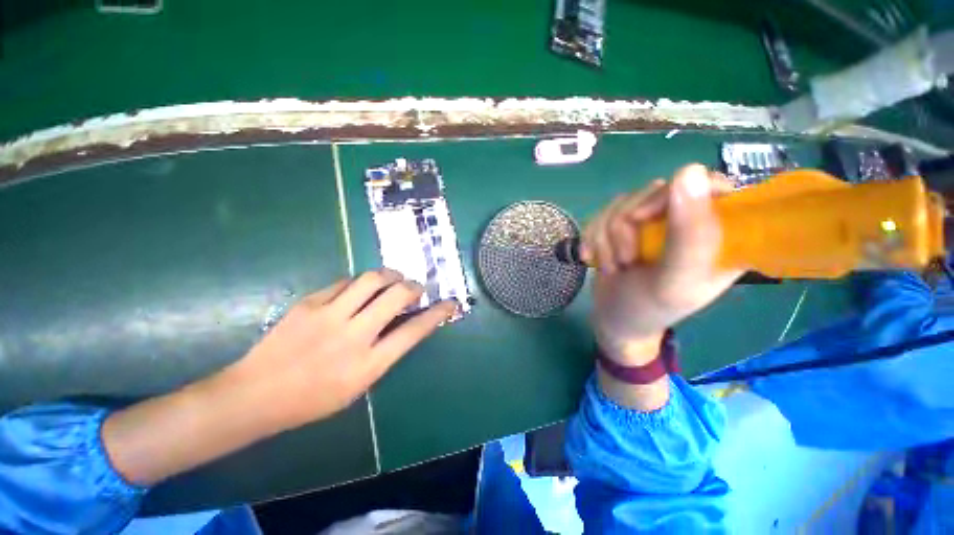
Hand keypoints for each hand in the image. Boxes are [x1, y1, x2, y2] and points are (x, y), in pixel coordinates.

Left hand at [103, 270, 455, 485]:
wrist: (255, 395)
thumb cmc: (311, 400)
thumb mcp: (358, 385)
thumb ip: (384, 352)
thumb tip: (402, 324)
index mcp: (369, 365)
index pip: (415, 331)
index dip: (437, 313)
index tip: (450, 303)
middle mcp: (354, 336)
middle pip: (397, 296)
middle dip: (414, 287)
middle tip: (416, 289)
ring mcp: (329, 315)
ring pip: (372, 279)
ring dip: (390, 275)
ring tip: (393, 279)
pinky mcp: (310, 303)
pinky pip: (345, 283)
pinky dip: (360, 283)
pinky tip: (359, 289)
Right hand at [583, 164, 741, 365]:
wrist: (612, 320)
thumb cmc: (649, 309)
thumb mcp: (675, 280)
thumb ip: (689, 233)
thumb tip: (688, 170)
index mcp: (720, 234)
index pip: (711, 185)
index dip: (674, 194)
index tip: (645, 218)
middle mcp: (686, 222)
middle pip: (654, 192)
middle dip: (626, 228)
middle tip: (626, 259)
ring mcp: (652, 224)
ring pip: (621, 204)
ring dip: (606, 238)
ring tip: (613, 266)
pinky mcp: (624, 228)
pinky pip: (601, 214)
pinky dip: (592, 238)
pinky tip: (592, 258)